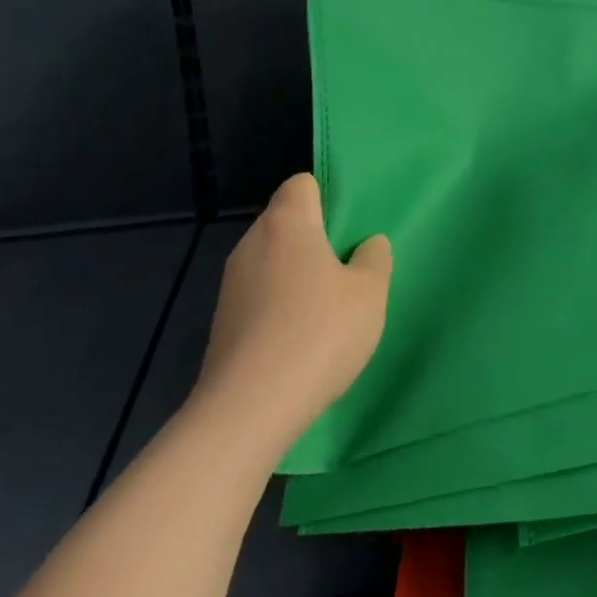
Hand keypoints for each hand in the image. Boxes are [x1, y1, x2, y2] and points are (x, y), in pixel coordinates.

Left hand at [190, 173, 391, 457]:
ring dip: (298, 274)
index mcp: (287, 224)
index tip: (351, 225)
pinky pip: (260, 295)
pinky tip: (302, 337)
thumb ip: (374, 258)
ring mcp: (231, 285)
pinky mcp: (222, 323)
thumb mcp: (370, 292)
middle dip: (316, 237)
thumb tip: (366, 245)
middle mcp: (252, 244)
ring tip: (329, 305)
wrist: (246, 412)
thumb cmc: (317, 334)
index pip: (301, 184)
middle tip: (349, 265)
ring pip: (272, 261)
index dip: (327, 196)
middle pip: (286, 222)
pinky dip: (279, 305)